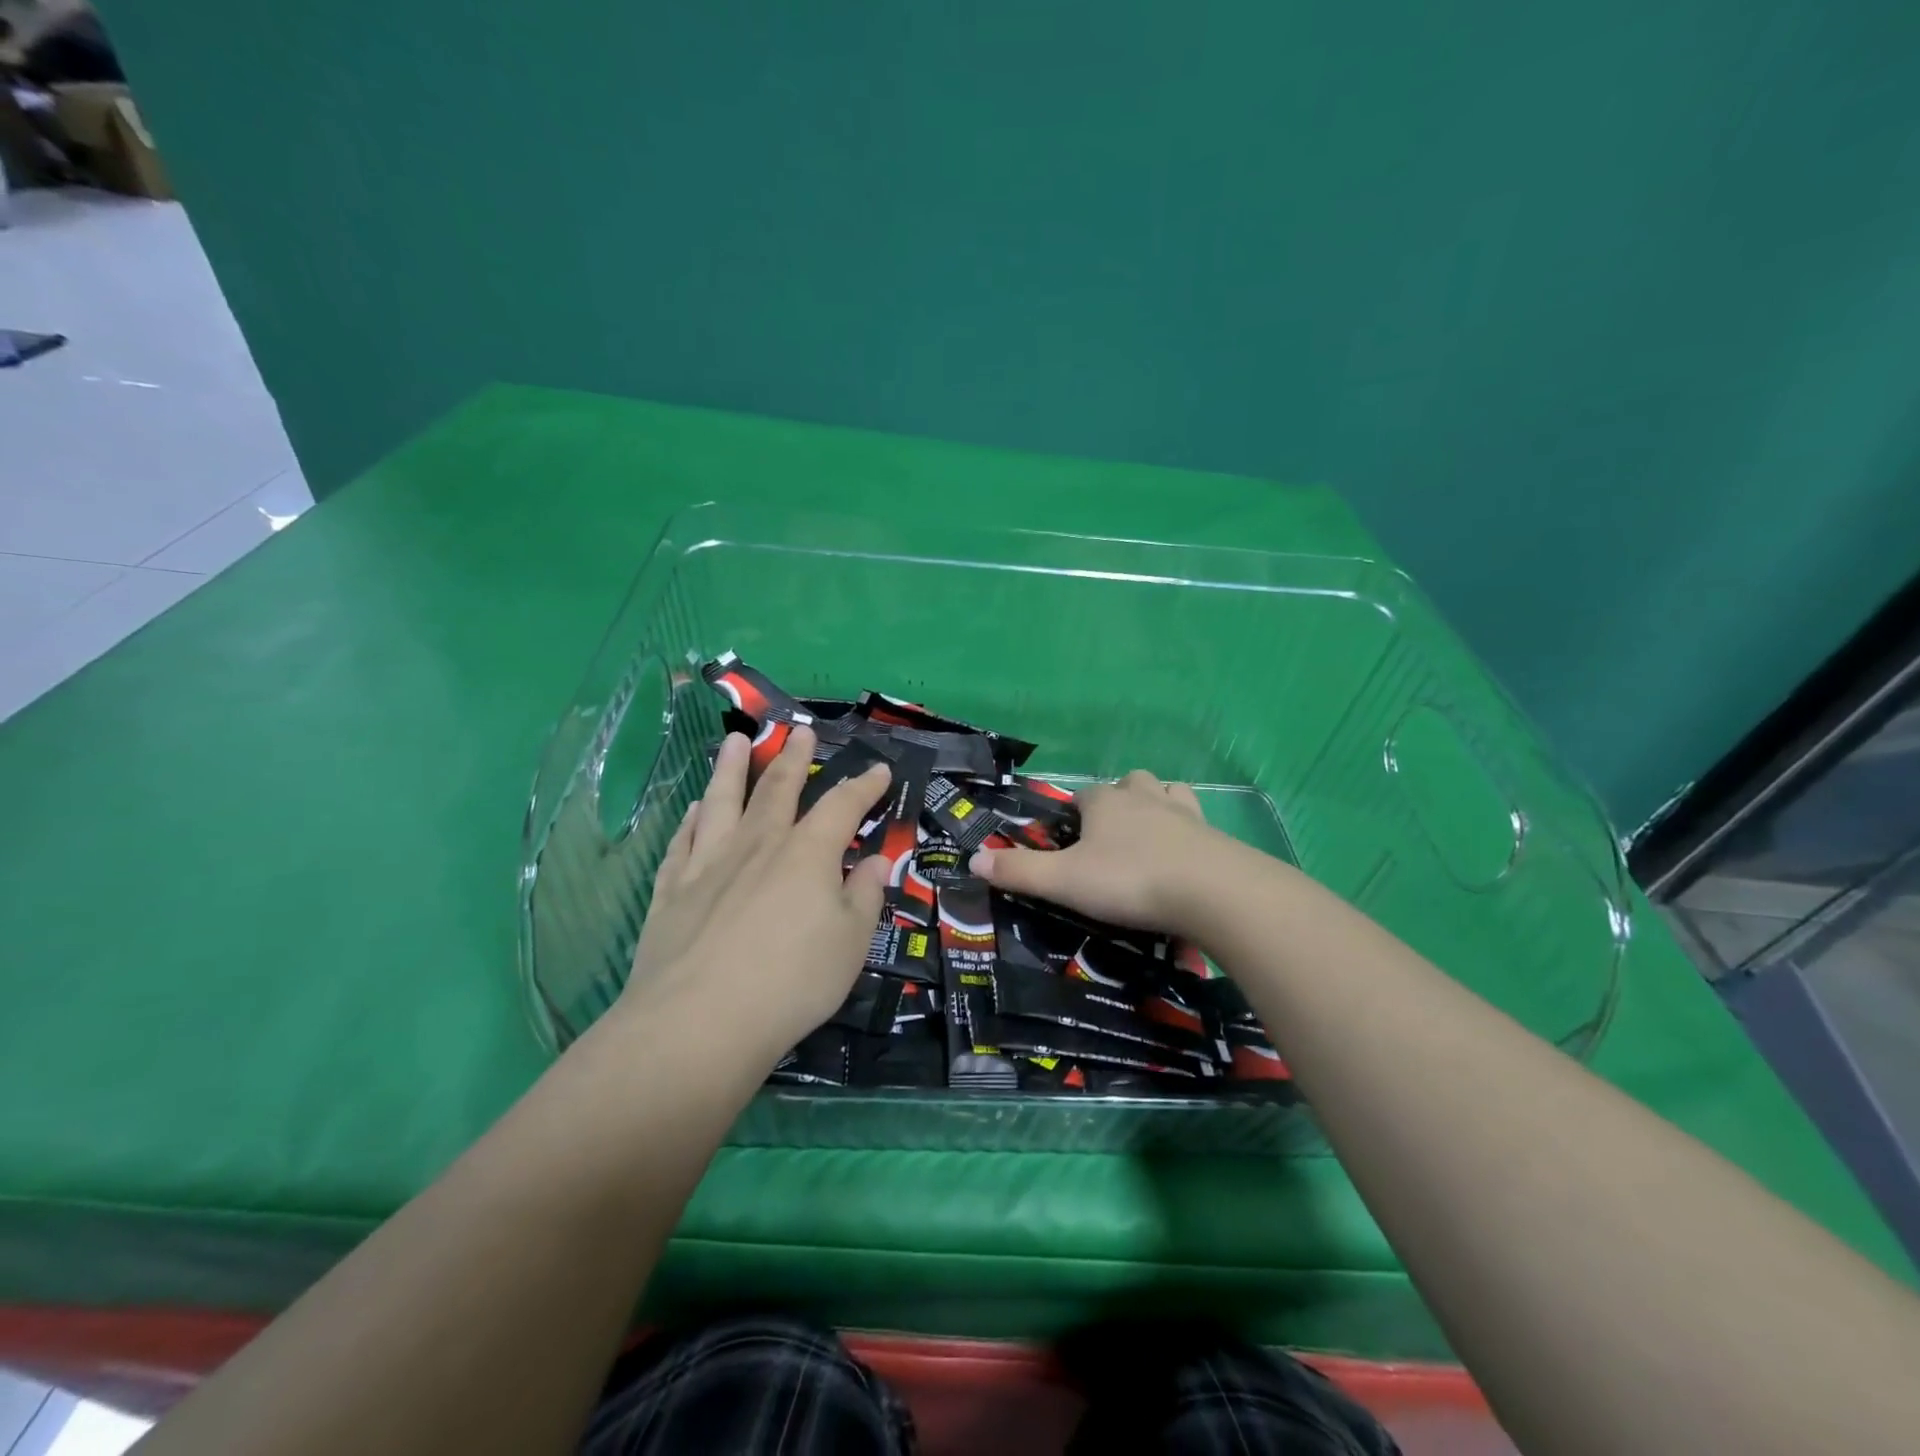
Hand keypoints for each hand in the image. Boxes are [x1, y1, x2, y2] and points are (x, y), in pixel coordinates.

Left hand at [620, 726, 892, 1066]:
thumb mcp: (851, 943)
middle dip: (793, 758)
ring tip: (735, 740)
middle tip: (800, 732)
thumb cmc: (792, 982)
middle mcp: (759, 844)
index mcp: (808, 853)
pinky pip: (684, 840)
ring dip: (731, 768)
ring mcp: (710, 862)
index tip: (878, 769)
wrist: (700, 1021)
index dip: (864, 786)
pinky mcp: (672, 888)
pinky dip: (692, 819)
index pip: (842, 805)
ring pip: (722, 800)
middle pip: (778, 788)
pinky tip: (694, 809)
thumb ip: (865, 896)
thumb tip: (876, 862)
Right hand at [969, 770, 1219, 934]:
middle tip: (1110, 840)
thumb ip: (1019, 871)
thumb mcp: (1065, 881)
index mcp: (1105, 802)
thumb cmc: (1130, 880)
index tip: (1070, 842)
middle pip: (1128, 784)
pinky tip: (1185, 854)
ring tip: (1149, 838)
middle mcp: (1144, 796)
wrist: (1212, 892)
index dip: (1074, 815)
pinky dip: (1189, 831)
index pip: (1082, 796)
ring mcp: (1184, 812)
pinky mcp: (1214, 834)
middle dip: (1118, 801)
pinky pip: (1198, 821)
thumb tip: (974, 858)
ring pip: (1166, 792)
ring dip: (1156, 806)